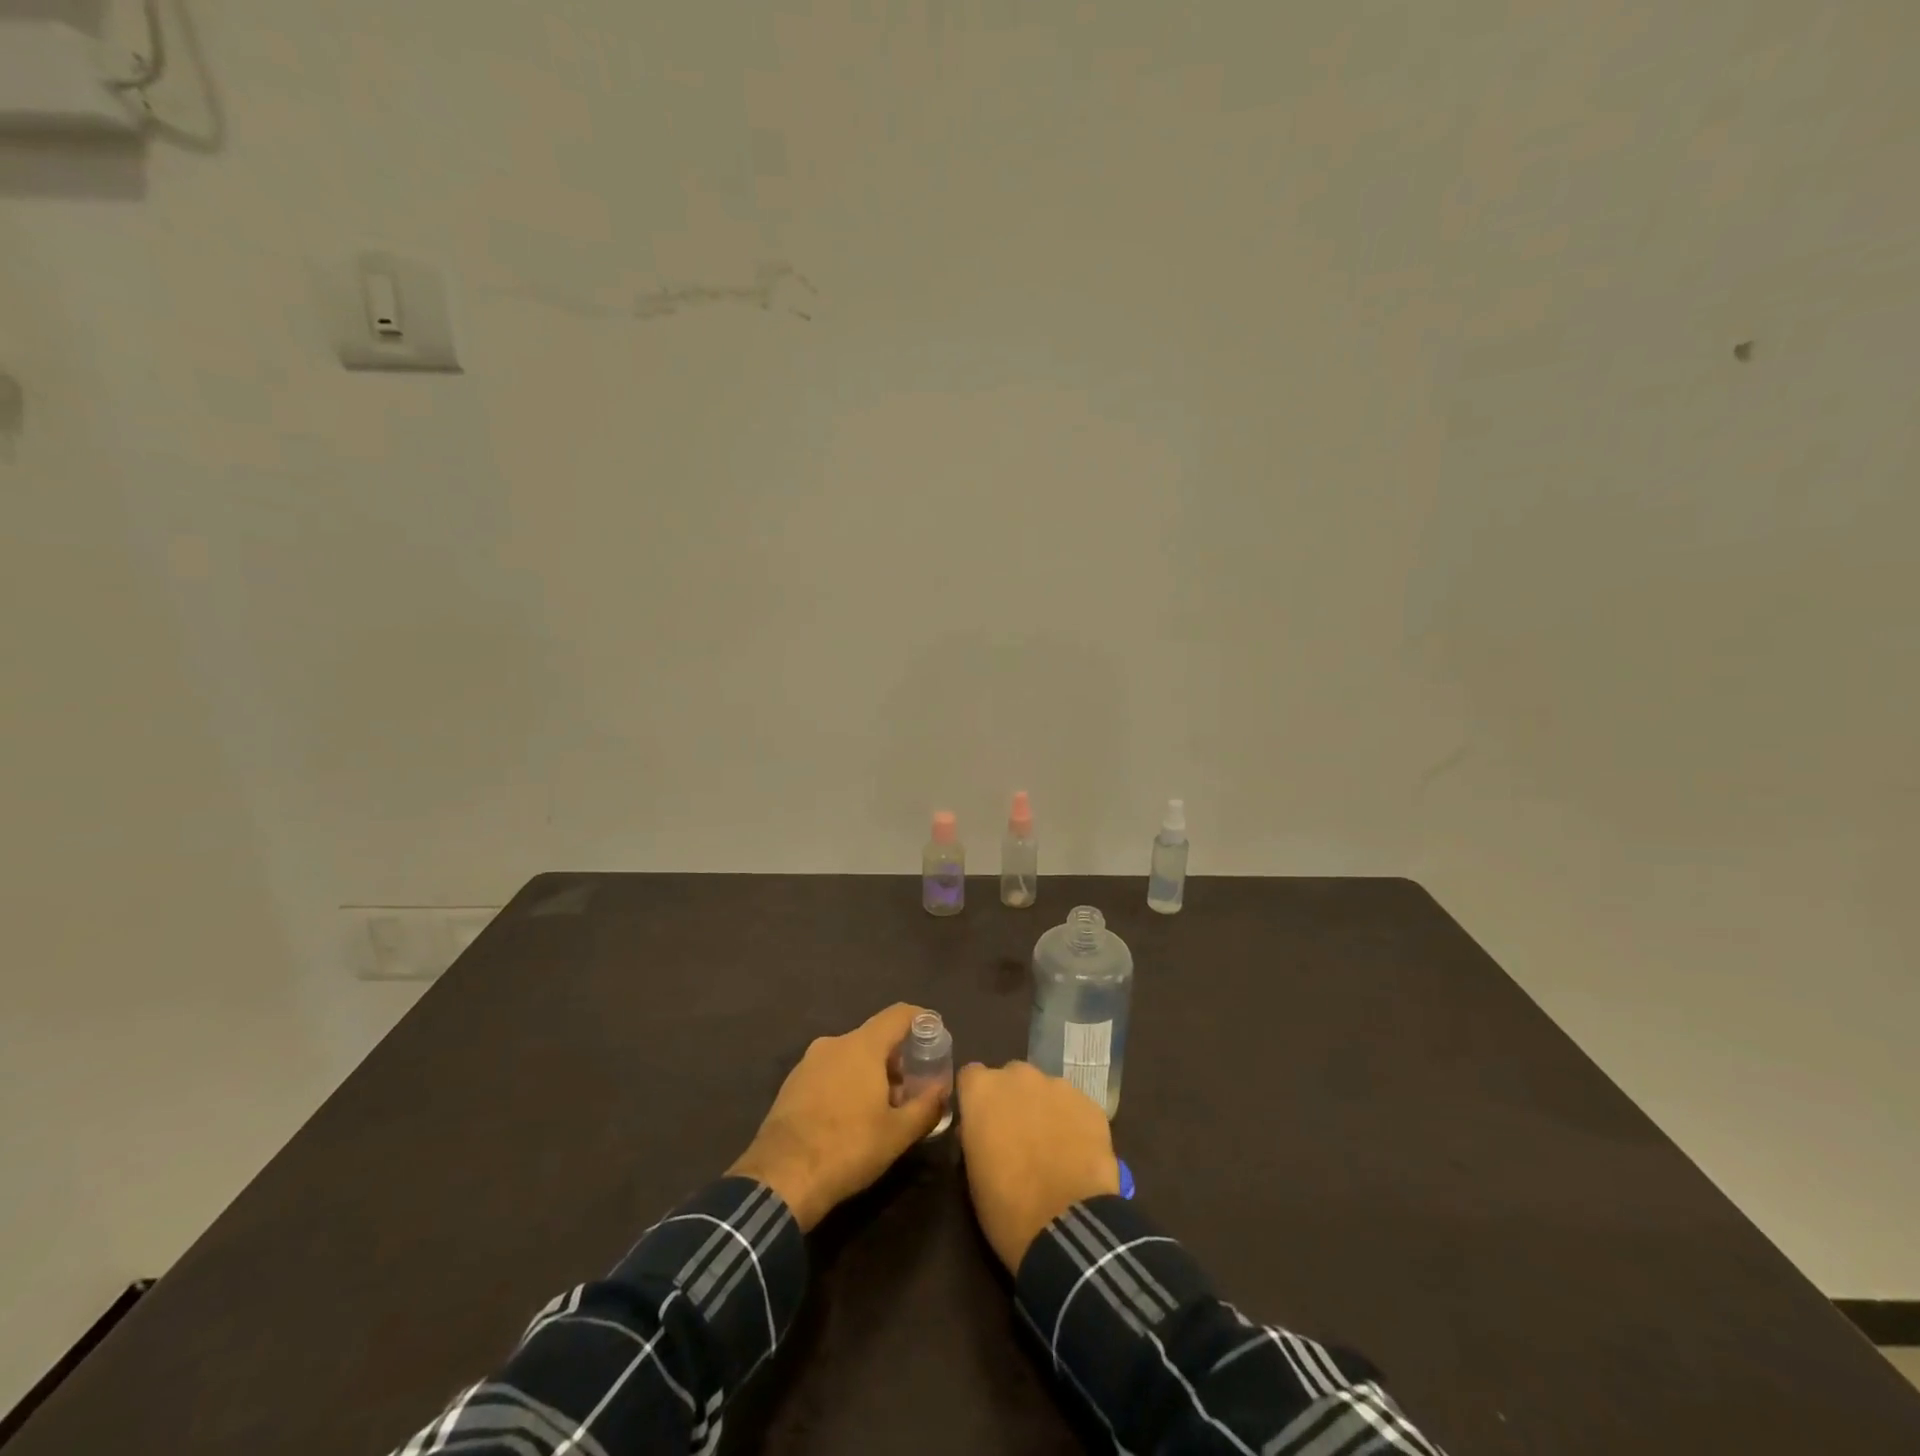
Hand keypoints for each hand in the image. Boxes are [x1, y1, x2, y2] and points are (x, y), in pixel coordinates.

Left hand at [728, 1004, 946, 1229]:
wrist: (780, 1179)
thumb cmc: (847, 1148)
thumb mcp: (898, 1134)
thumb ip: (926, 1106)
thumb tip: (943, 1090)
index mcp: (862, 1046)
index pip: (898, 1014)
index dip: (921, 1019)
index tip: (936, 1035)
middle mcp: (834, 1043)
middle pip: (875, 1037)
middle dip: (897, 1057)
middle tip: (912, 1086)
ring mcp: (808, 1062)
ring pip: (851, 1056)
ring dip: (871, 1073)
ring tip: (883, 1107)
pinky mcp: (791, 1084)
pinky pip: (829, 1072)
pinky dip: (847, 1083)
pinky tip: (851, 1117)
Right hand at [957, 1060, 1120, 1272]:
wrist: (1067, 1226)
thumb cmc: (1007, 1207)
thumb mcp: (973, 1175)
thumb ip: (975, 1138)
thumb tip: (980, 1131)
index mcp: (983, 1090)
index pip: (971, 1077)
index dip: (975, 1100)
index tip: (979, 1123)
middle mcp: (1019, 1076)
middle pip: (1011, 1078)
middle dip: (1011, 1100)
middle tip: (1016, 1137)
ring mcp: (1058, 1086)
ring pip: (1045, 1090)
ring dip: (1043, 1110)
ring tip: (1051, 1148)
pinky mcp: (1090, 1104)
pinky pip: (1075, 1107)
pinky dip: (1073, 1123)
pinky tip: (1077, 1154)